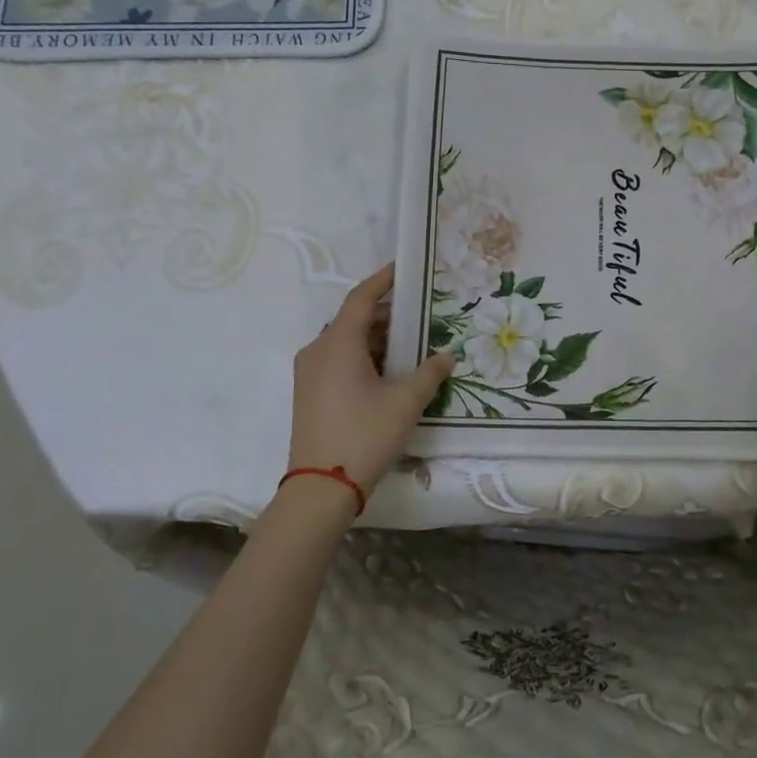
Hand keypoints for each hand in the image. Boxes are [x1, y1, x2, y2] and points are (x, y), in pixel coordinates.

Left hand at [288, 264, 453, 504]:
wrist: (321, 488)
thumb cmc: (365, 435)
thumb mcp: (406, 402)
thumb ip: (430, 373)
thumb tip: (447, 355)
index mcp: (338, 343)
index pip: (361, 297)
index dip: (383, 280)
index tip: (404, 269)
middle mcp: (318, 350)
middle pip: (354, 320)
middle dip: (387, 315)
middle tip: (420, 316)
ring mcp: (309, 373)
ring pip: (346, 342)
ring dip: (376, 340)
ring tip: (411, 346)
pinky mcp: (309, 393)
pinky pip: (338, 361)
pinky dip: (363, 357)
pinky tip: (389, 373)